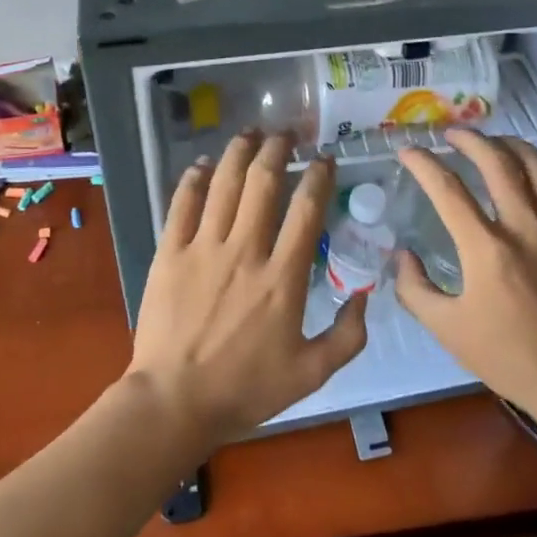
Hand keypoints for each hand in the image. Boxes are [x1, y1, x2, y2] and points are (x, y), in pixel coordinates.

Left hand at [126, 132, 368, 445]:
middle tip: (286, 134)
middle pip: (264, 182)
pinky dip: (194, 178)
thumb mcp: (312, 373)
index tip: (324, 159)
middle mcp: (245, 251)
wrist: (174, 403)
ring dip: (240, 151)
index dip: (318, 176)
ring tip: (251, 132)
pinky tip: (204, 164)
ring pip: (225, 184)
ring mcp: (204, 248)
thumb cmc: (245, 389)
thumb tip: (365, 294)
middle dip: (278, 149)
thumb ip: (348, 335)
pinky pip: (183, 204)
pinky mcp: (170, 253)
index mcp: (283, 277)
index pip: (306, 210)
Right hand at [393, 129, 536, 412]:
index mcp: (487, 249)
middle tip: (452, 134)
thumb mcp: (446, 329)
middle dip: (470, 139)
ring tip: (494, 141)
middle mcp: (525, 226)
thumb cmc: (507, 355)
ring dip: (511, 145)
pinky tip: (533, 173)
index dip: (424, 164)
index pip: (448, 189)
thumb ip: (415, 288)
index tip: (409, 151)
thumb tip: (402, 255)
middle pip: (497, 162)